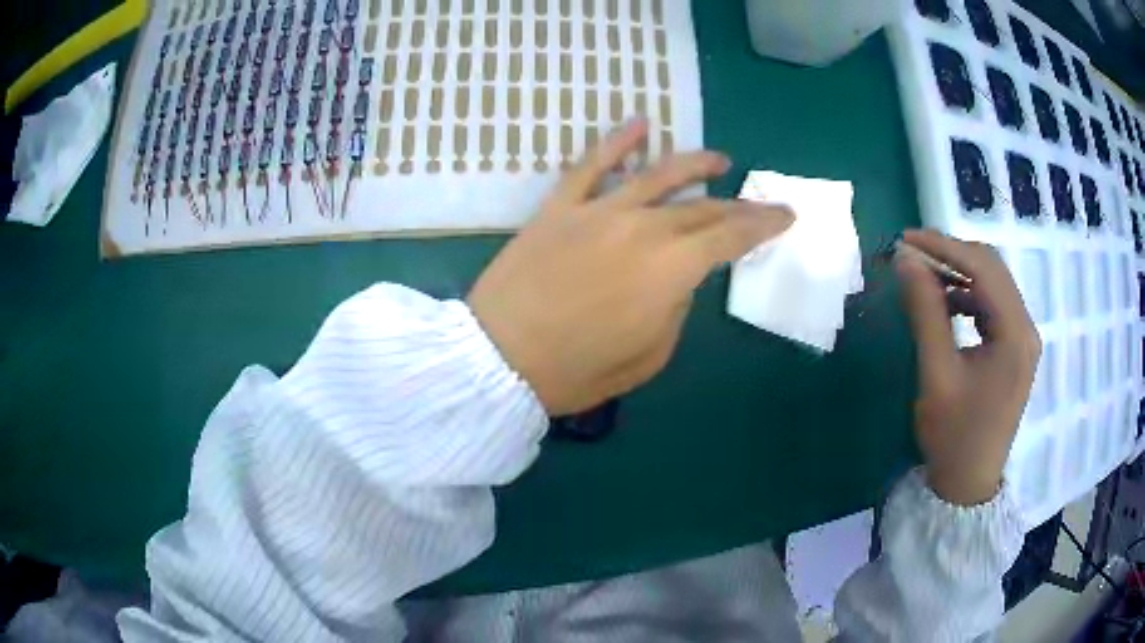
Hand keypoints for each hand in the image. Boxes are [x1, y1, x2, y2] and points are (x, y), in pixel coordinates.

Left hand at [468, 120, 792, 414]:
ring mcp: (599, 210)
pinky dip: (618, 141)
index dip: (763, 225)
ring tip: (719, 160)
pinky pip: (592, 164)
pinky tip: (641, 123)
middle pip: (701, 207)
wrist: (499, 359)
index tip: (785, 216)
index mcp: (671, 270)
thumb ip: (675, 308)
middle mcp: (642, 227)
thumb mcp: (649, 356)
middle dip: (737, 204)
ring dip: (694, 163)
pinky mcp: (560, 206)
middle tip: (758, 203)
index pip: (731, 236)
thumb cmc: (577, 371)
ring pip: (658, 175)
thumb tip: (680, 279)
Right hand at [896, 229, 1041, 505]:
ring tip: (924, 276)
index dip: (944, 247)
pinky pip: (993, 306)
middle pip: (993, 269)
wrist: (967, 485)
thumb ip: (925, 311)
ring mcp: (1023, 339)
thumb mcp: (936, 373)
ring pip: (993, 284)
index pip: (984, 268)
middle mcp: (1026, 329)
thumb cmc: (953, 436)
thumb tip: (905, 259)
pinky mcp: (1015, 349)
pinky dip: (968, 295)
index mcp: (1015, 335)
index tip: (906, 238)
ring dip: (959, 274)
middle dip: (952, 254)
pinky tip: (946, 304)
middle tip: (912, 253)